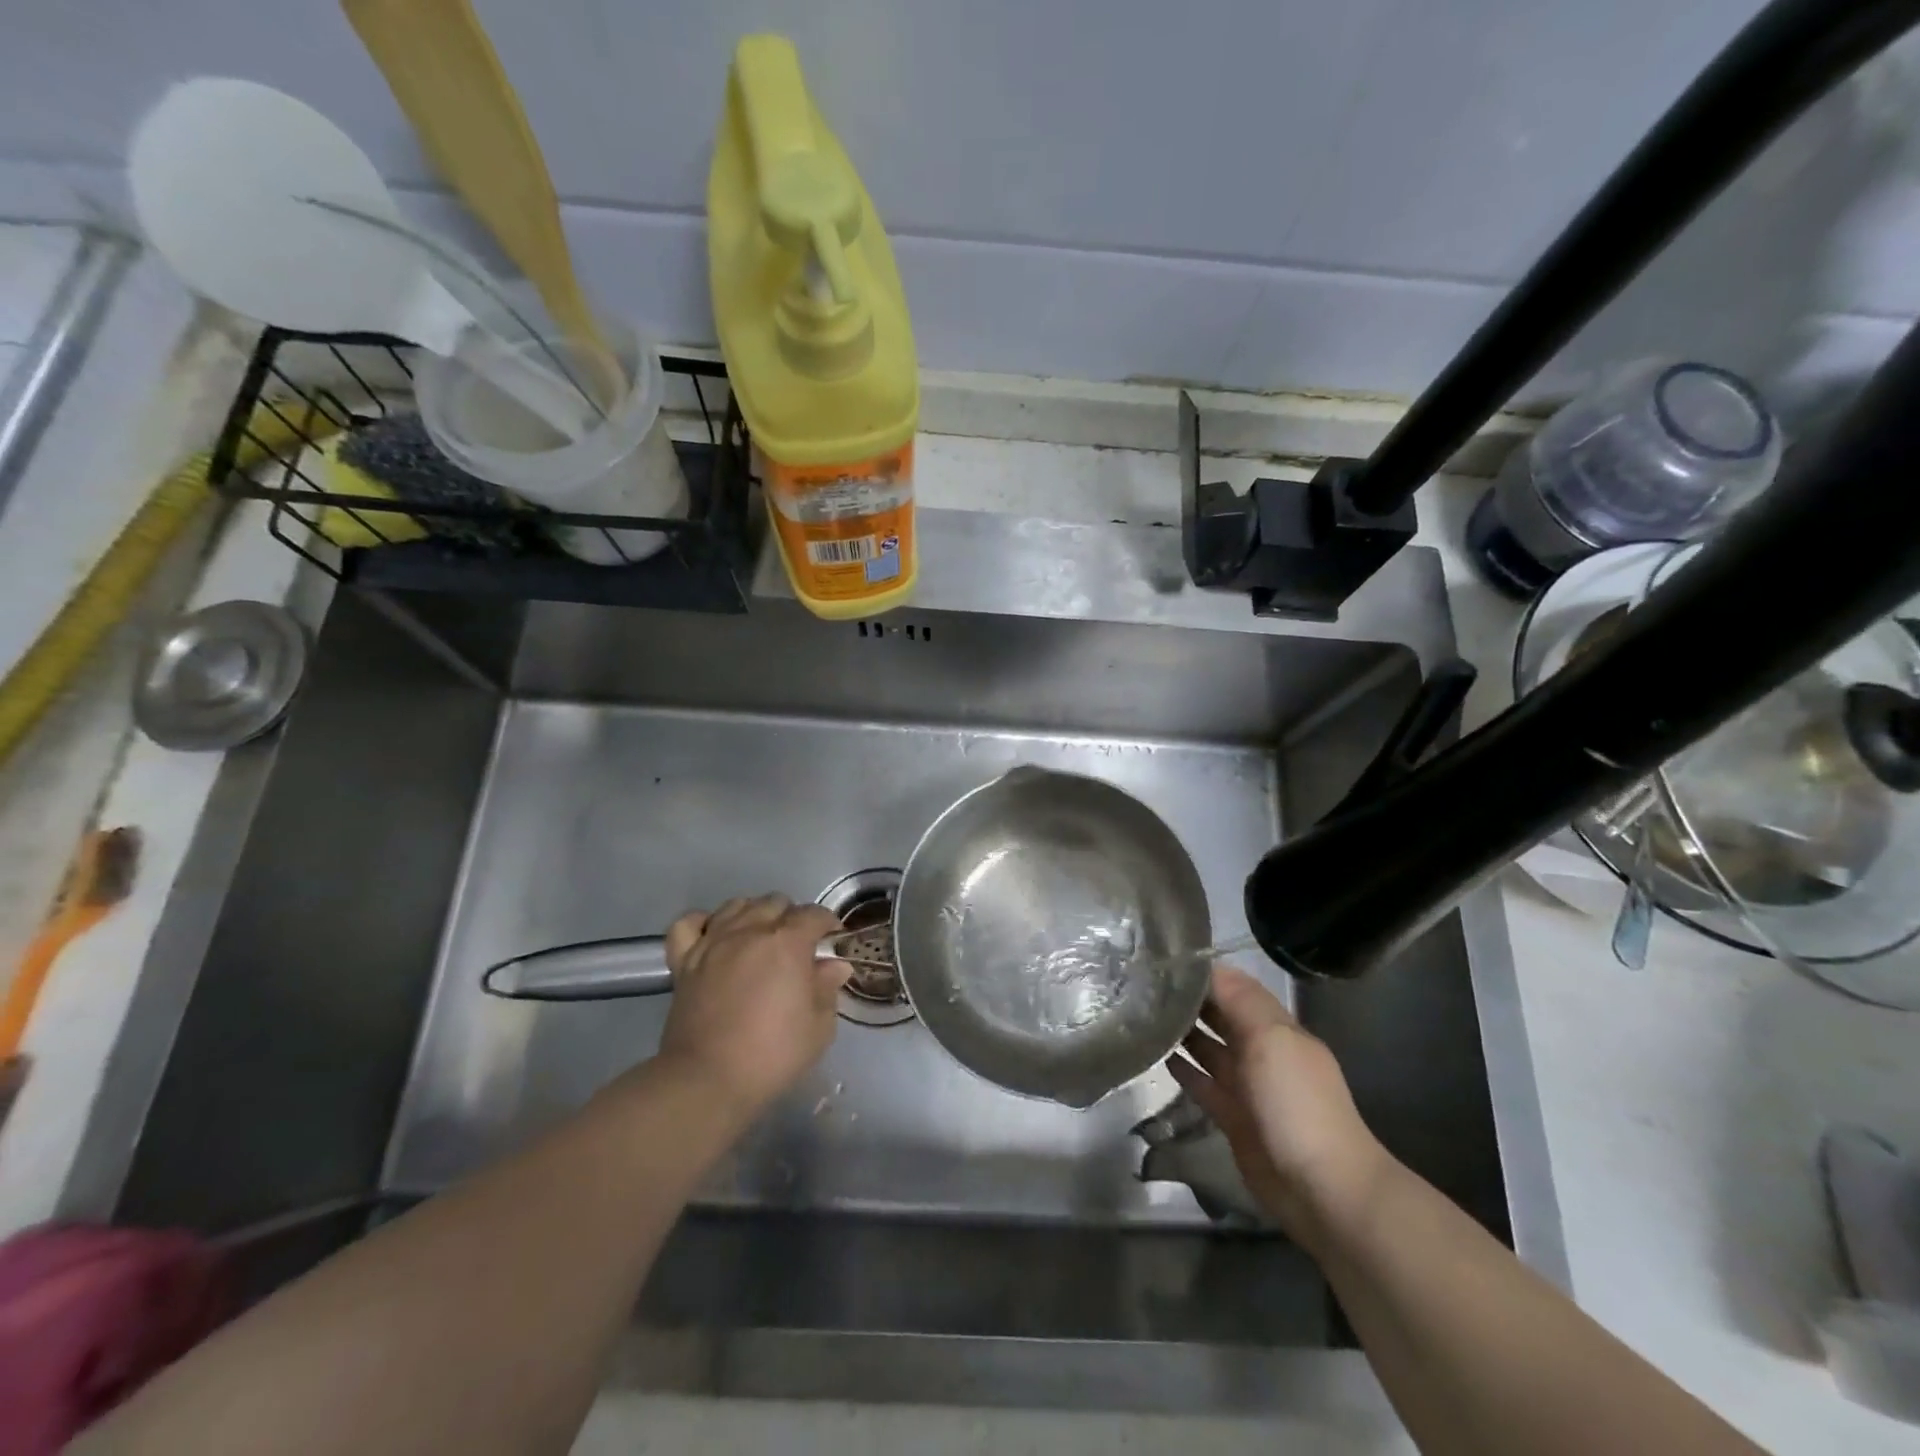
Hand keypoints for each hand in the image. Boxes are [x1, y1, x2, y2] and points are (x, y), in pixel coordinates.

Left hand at [656, 895, 850, 1116]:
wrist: (707, 1080)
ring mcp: (713, 942)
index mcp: (788, 942)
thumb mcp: (818, 1028)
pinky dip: (703, 923)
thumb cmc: (772, 1055)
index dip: (828, 925)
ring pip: (737, 905)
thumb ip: (827, 989)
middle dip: (792, 918)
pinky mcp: (684, 960)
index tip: (832, 943)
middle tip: (797, 948)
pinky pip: (689, 924)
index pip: (814, 915)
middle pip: (775, 903)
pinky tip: (714, 937)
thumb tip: (834, 966)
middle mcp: (750, 930)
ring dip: (754, 915)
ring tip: (759, 939)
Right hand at [1169, 965, 1392, 1247]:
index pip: (1237, 989)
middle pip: (1223, 1017)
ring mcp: (1248, 1087)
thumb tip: (1208, 967)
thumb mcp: (1272, 1039)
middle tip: (1146, 984)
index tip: (1165, 962)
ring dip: (1185, 1032)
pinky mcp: (1234, 1118)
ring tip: (1146, 1015)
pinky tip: (1161, 1056)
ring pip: (1211, 1050)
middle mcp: (1263, 1052)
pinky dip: (1186, 1070)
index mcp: (1278, 1029)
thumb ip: (1240, 1000)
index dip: (1206, 975)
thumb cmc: (1296, 1103)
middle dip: (1192, 1000)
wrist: (1322, 1189)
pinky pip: (1205, 1085)